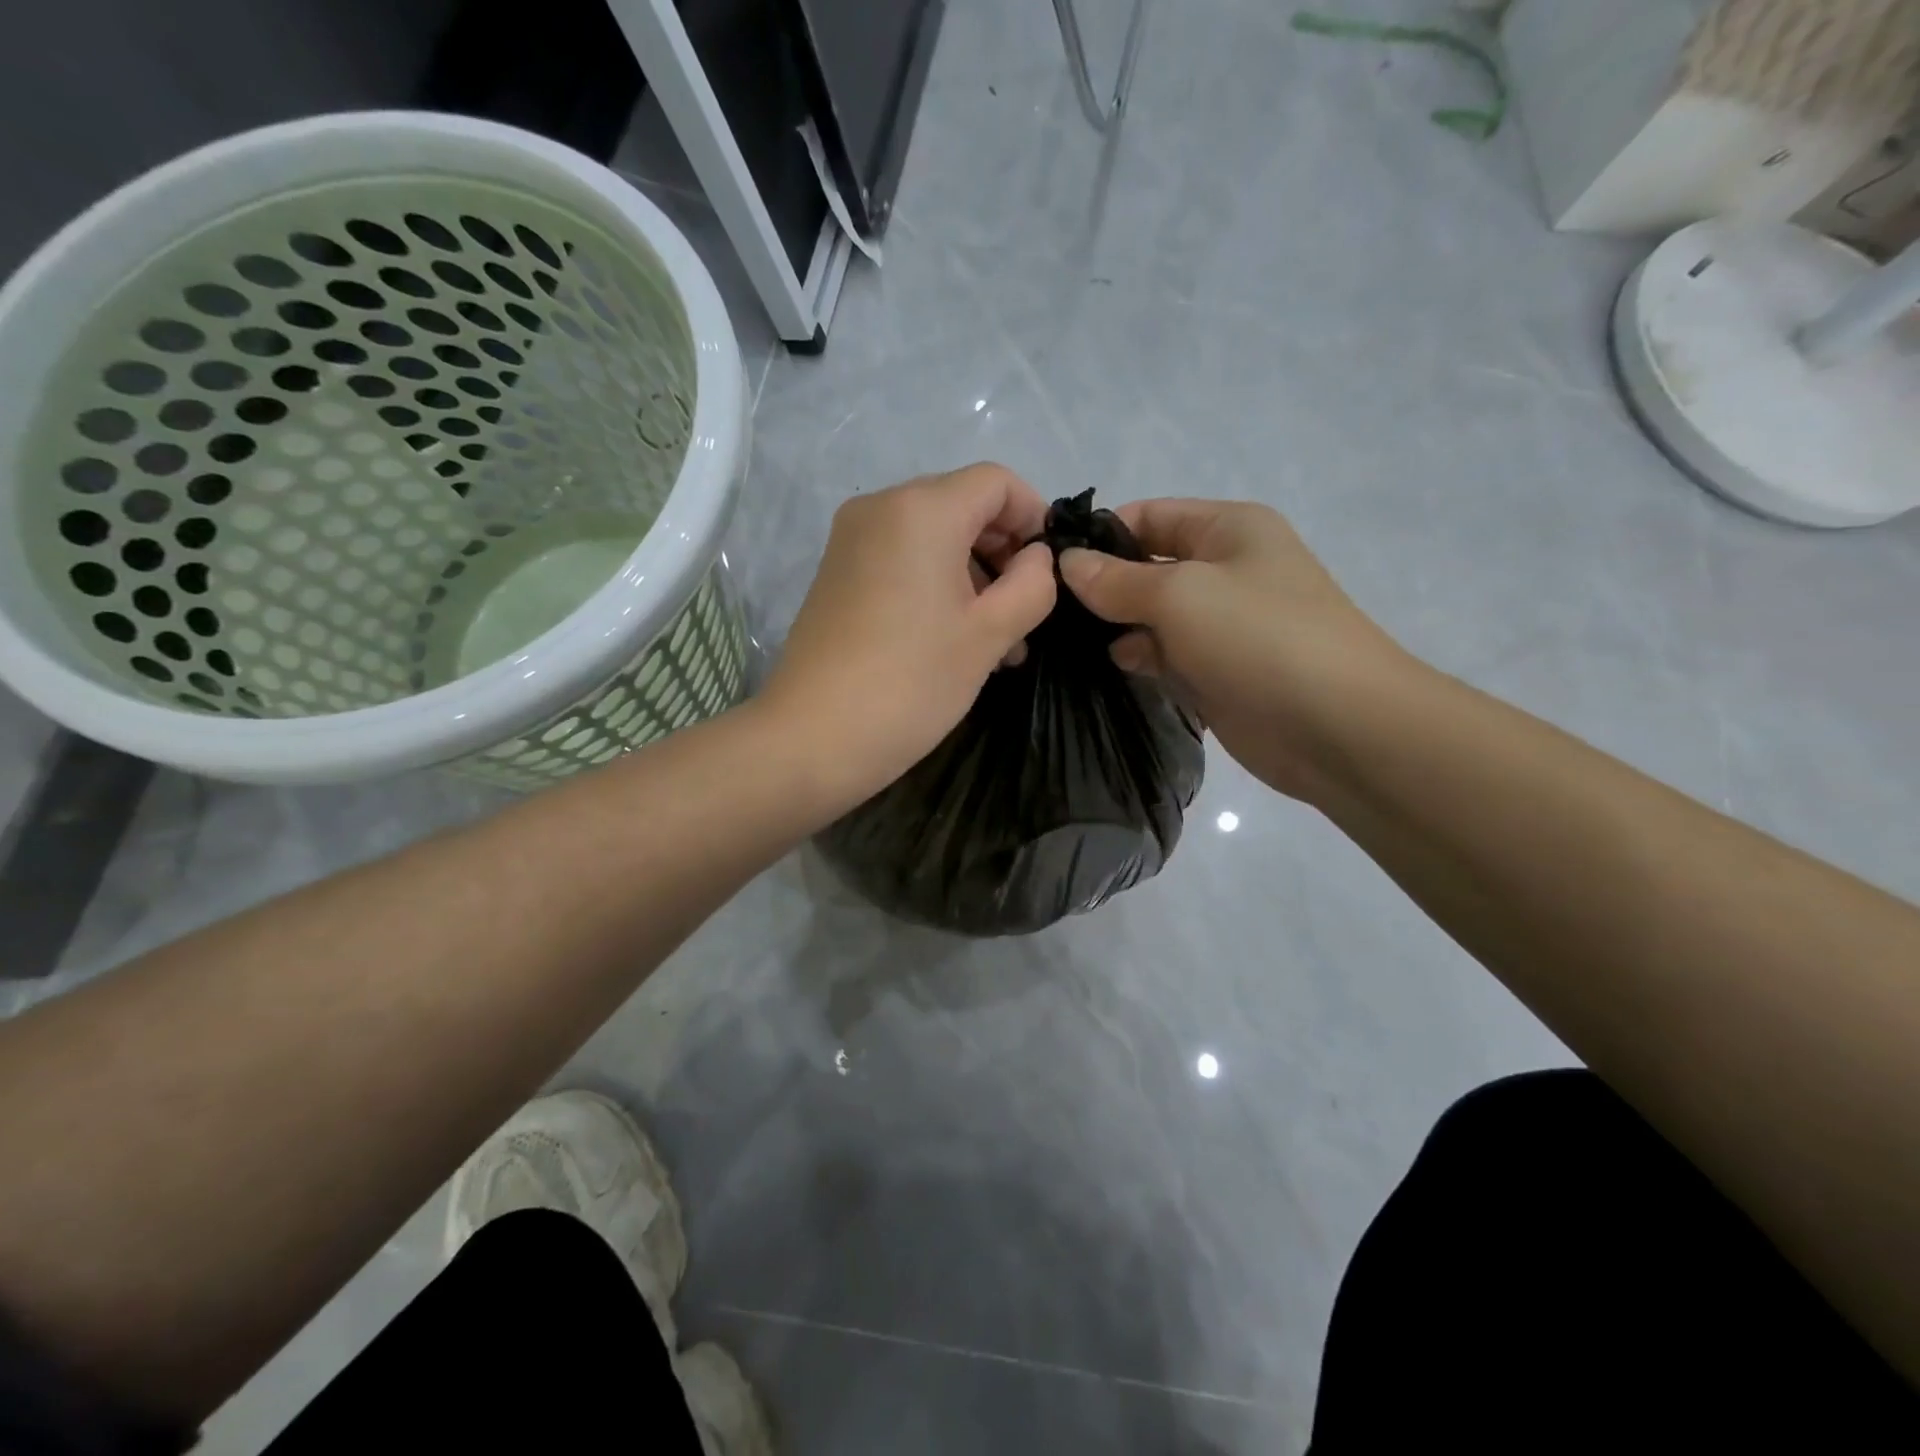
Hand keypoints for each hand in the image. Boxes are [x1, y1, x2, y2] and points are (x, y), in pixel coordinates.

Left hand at [762, 463, 1056, 810]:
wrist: (811, 737)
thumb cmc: (911, 682)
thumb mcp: (990, 634)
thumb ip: (1031, 584)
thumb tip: (1035, 559)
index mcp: (922, 509)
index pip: (997, 482)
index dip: (1034, 517)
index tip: (1049, 570)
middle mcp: (881, 508)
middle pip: (963, 507)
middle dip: (1004, 555)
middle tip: (1027, 617)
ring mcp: (852, 541)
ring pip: (934, 540)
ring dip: (975, 579)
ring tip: (1000, 644)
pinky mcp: (837, 575)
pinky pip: (902, 562)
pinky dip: (937, 587)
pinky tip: (956, 642)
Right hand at [1058, 499, 1409, 801]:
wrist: (1337, 726)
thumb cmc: (1259, 638)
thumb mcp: (1180, 594)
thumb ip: (1117, 580)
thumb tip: (1066, 564)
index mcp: (1228, 529)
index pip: (1149, 516)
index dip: (1100, 536)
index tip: (1047, 565)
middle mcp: (1225, 569)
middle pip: (1148, 566)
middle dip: (1103, 585)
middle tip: (1048, 611)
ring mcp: (1223, 624)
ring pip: (1153, 615)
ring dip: (1118, 626)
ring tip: (1068, 642)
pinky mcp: (1219, 671)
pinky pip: (1168, 655)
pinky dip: (1141, 659)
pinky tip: (1113, 668)